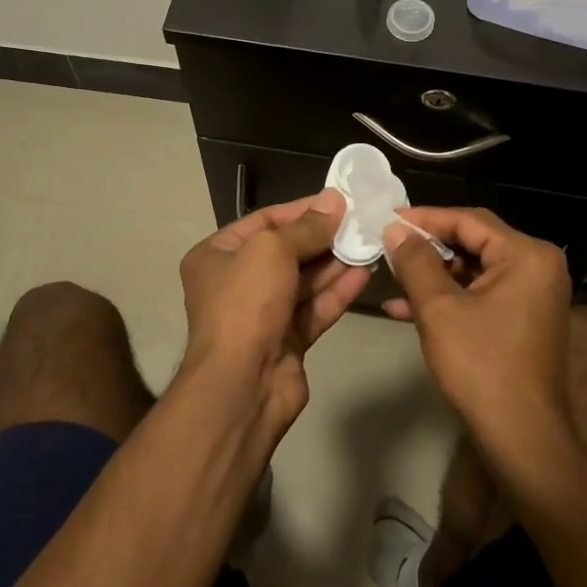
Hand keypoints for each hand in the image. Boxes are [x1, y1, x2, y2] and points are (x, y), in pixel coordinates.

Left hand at [179, 190, 371, 430]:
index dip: (302, 210)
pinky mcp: (286, 341)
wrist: (242, 385)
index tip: (339, 200)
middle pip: (287, 251)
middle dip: (323, 237)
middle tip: (360, 222)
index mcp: (217, 255)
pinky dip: (338, 292)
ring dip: (335, 263)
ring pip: (304, 281)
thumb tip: (334, 201)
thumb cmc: (246, 304)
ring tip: (370, 244)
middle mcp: (236, 282)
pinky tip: (365, 274)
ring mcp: (262, 314)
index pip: (264, 221)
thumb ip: (306, 227)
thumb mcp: (271, 250)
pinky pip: (314, 308)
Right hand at [382, 207, 574, 453]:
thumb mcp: (439, 309)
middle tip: (388, 244)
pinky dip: (449, 297)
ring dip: (433, 275)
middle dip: (428, 247)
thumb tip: (394, 228)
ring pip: (474, 269)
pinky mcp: (524, 318)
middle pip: (474, 241)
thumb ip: (415, 262)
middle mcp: (538, 266)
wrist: (521, 437)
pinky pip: (482, 293)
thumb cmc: (482, 366)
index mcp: (527, 255)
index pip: (469, 220)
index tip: (388, 220)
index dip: (425, 218)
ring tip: (392, 276)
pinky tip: (406, 308)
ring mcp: (534, 294)